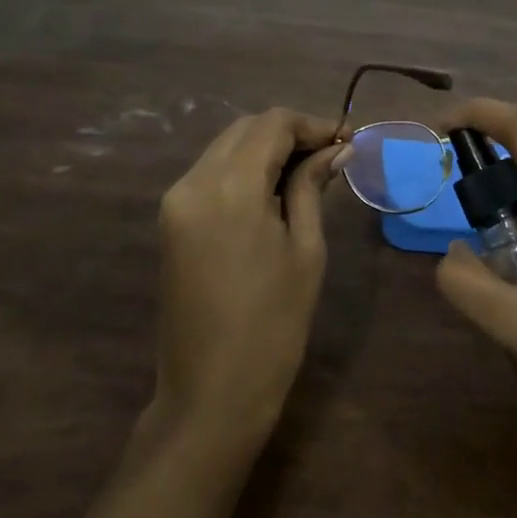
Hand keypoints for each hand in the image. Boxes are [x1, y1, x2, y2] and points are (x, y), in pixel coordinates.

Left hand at [150, 108, 341, 453]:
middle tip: (330, 156)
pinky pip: (209, 175)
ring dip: (264, 149)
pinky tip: (272, 191)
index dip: (312, 124)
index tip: (346, 140)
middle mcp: (193, 181)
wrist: (211, 393)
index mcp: (229, 187)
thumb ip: (312, 188)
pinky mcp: (170, 221)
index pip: (272, 124)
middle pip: (244, 129)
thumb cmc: (273, 325)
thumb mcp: (305, 250)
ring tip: (307, 172)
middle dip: (288, 133)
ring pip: (224, 148)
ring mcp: (175, 201)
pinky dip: (242, 170)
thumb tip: (335, 150)